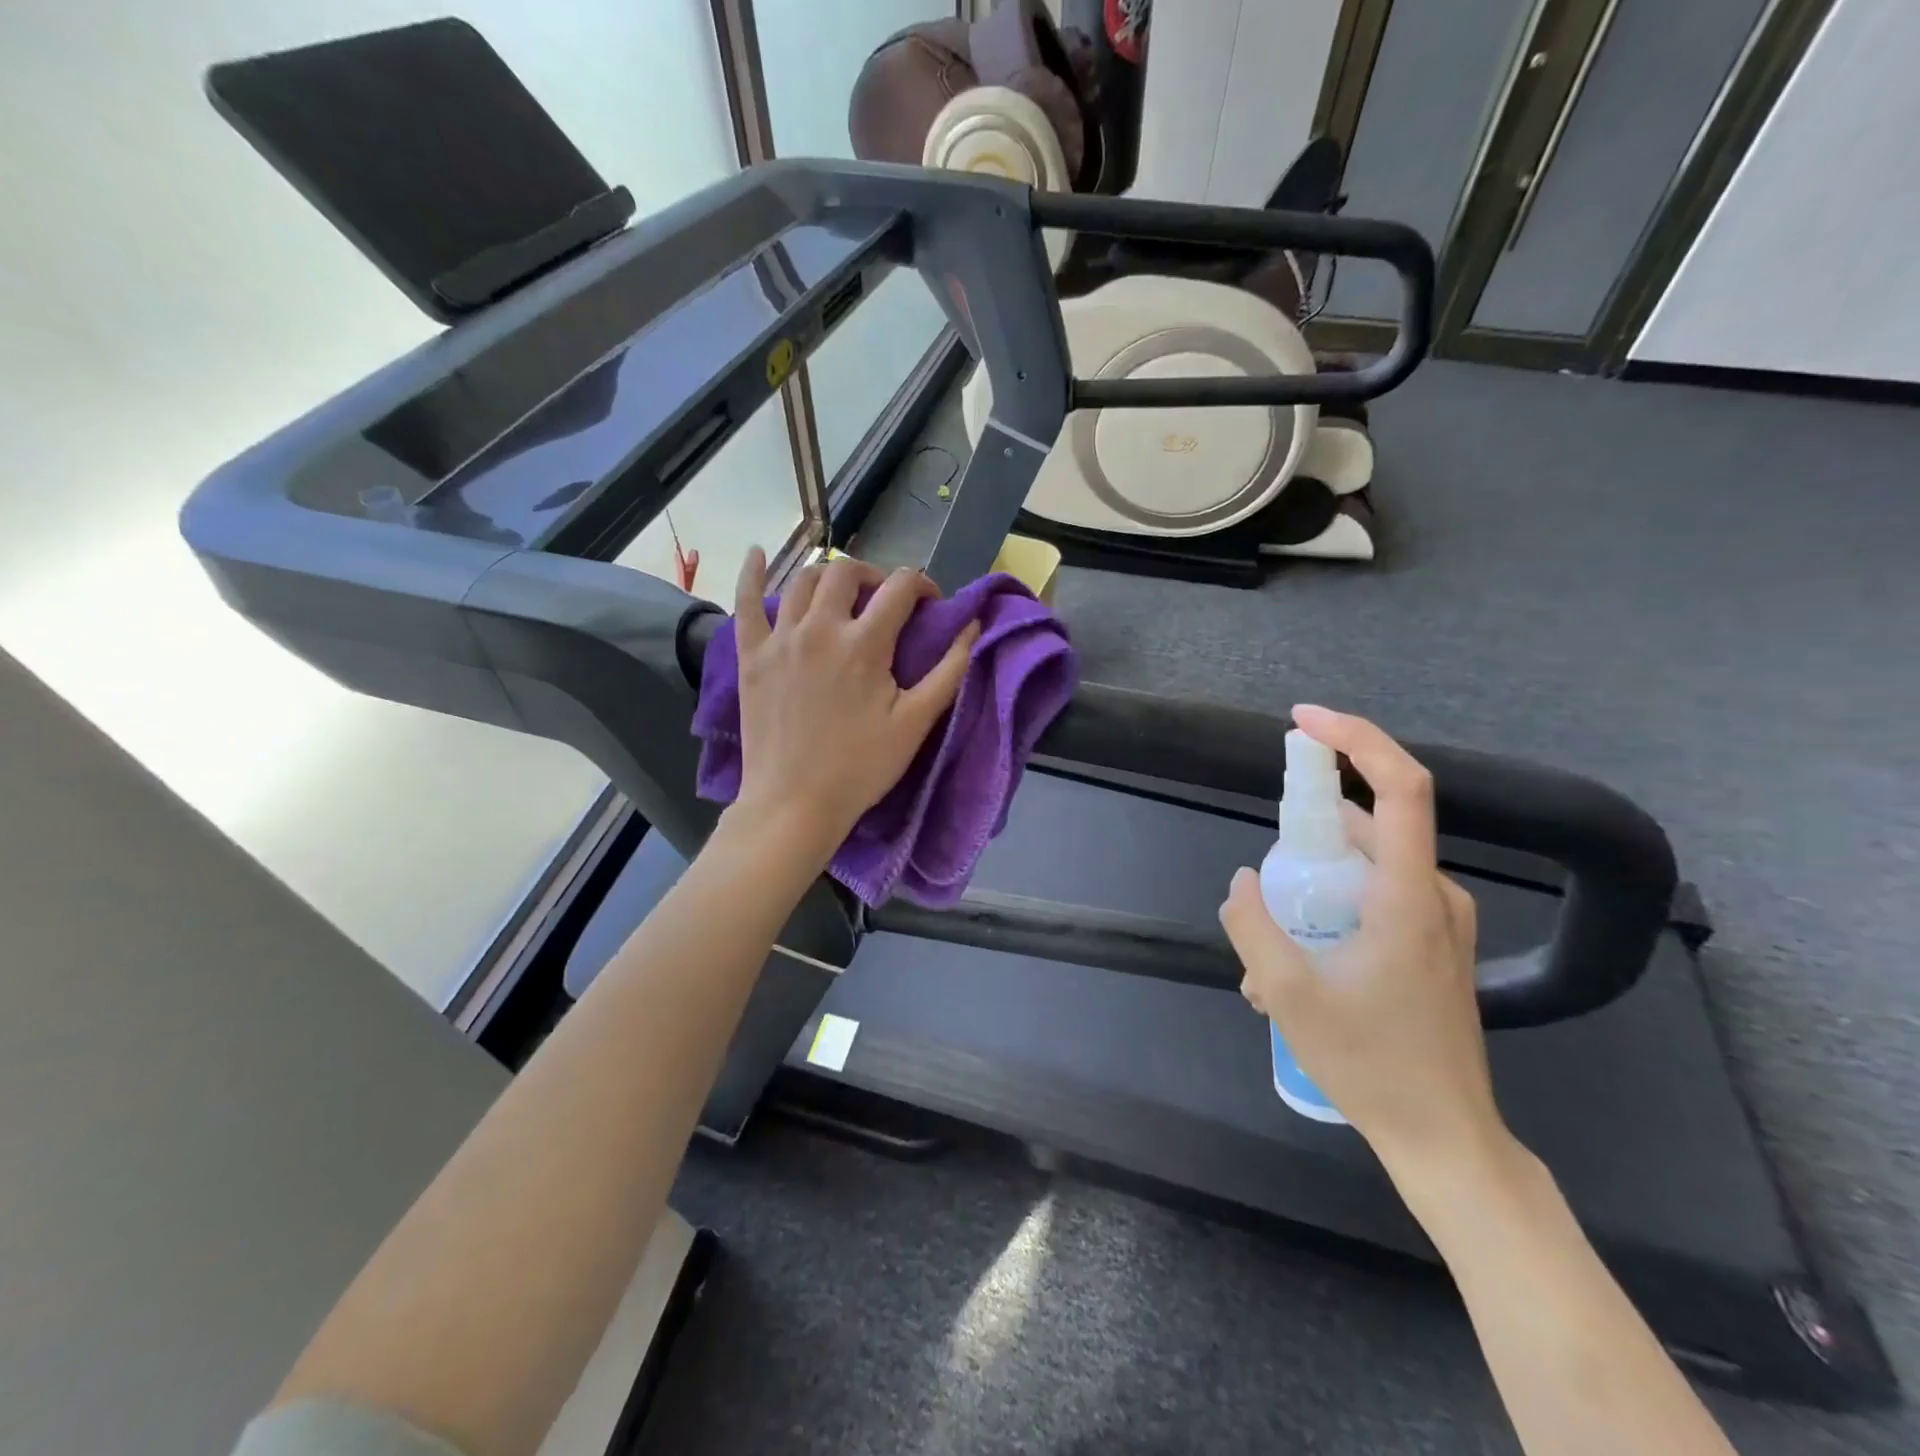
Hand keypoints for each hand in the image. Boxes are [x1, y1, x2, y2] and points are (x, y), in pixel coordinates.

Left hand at [730, 548, 978, 854]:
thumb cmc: (861, 767)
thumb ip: (949, 670)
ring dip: (828, 577)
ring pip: (803, 580)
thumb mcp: (916, 723)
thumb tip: (973, 626)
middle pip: (847, 572)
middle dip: (875, 576)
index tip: (931, 606)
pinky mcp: (751, 655)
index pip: (901, 587)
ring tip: (842, 594)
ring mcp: (780, 638)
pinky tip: (754, 553)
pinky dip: (750, 573)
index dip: (923, 586)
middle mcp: (820, 628)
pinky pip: (745, 602)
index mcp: (865, 643)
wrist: (795, 803)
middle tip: (885, 601)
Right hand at [1219, 705, 1506, 1181]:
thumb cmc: (1371, 1063)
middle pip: (1370, 827)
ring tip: (1268, 951)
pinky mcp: (1434, 945)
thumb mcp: (1287, 994)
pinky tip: (1298, 967)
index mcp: (1410, 895)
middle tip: (1265, 886)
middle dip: (1306, 840)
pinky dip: (1333, 910)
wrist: (1444, 1138)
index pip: (1401, 786)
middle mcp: (1435, 895)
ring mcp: (1441, 922)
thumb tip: (1242, 881)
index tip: (1303, 722)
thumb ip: (1253, 925)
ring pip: (1367, 868)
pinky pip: (1377, 899)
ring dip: (1313, 888)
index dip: (1356, 739)